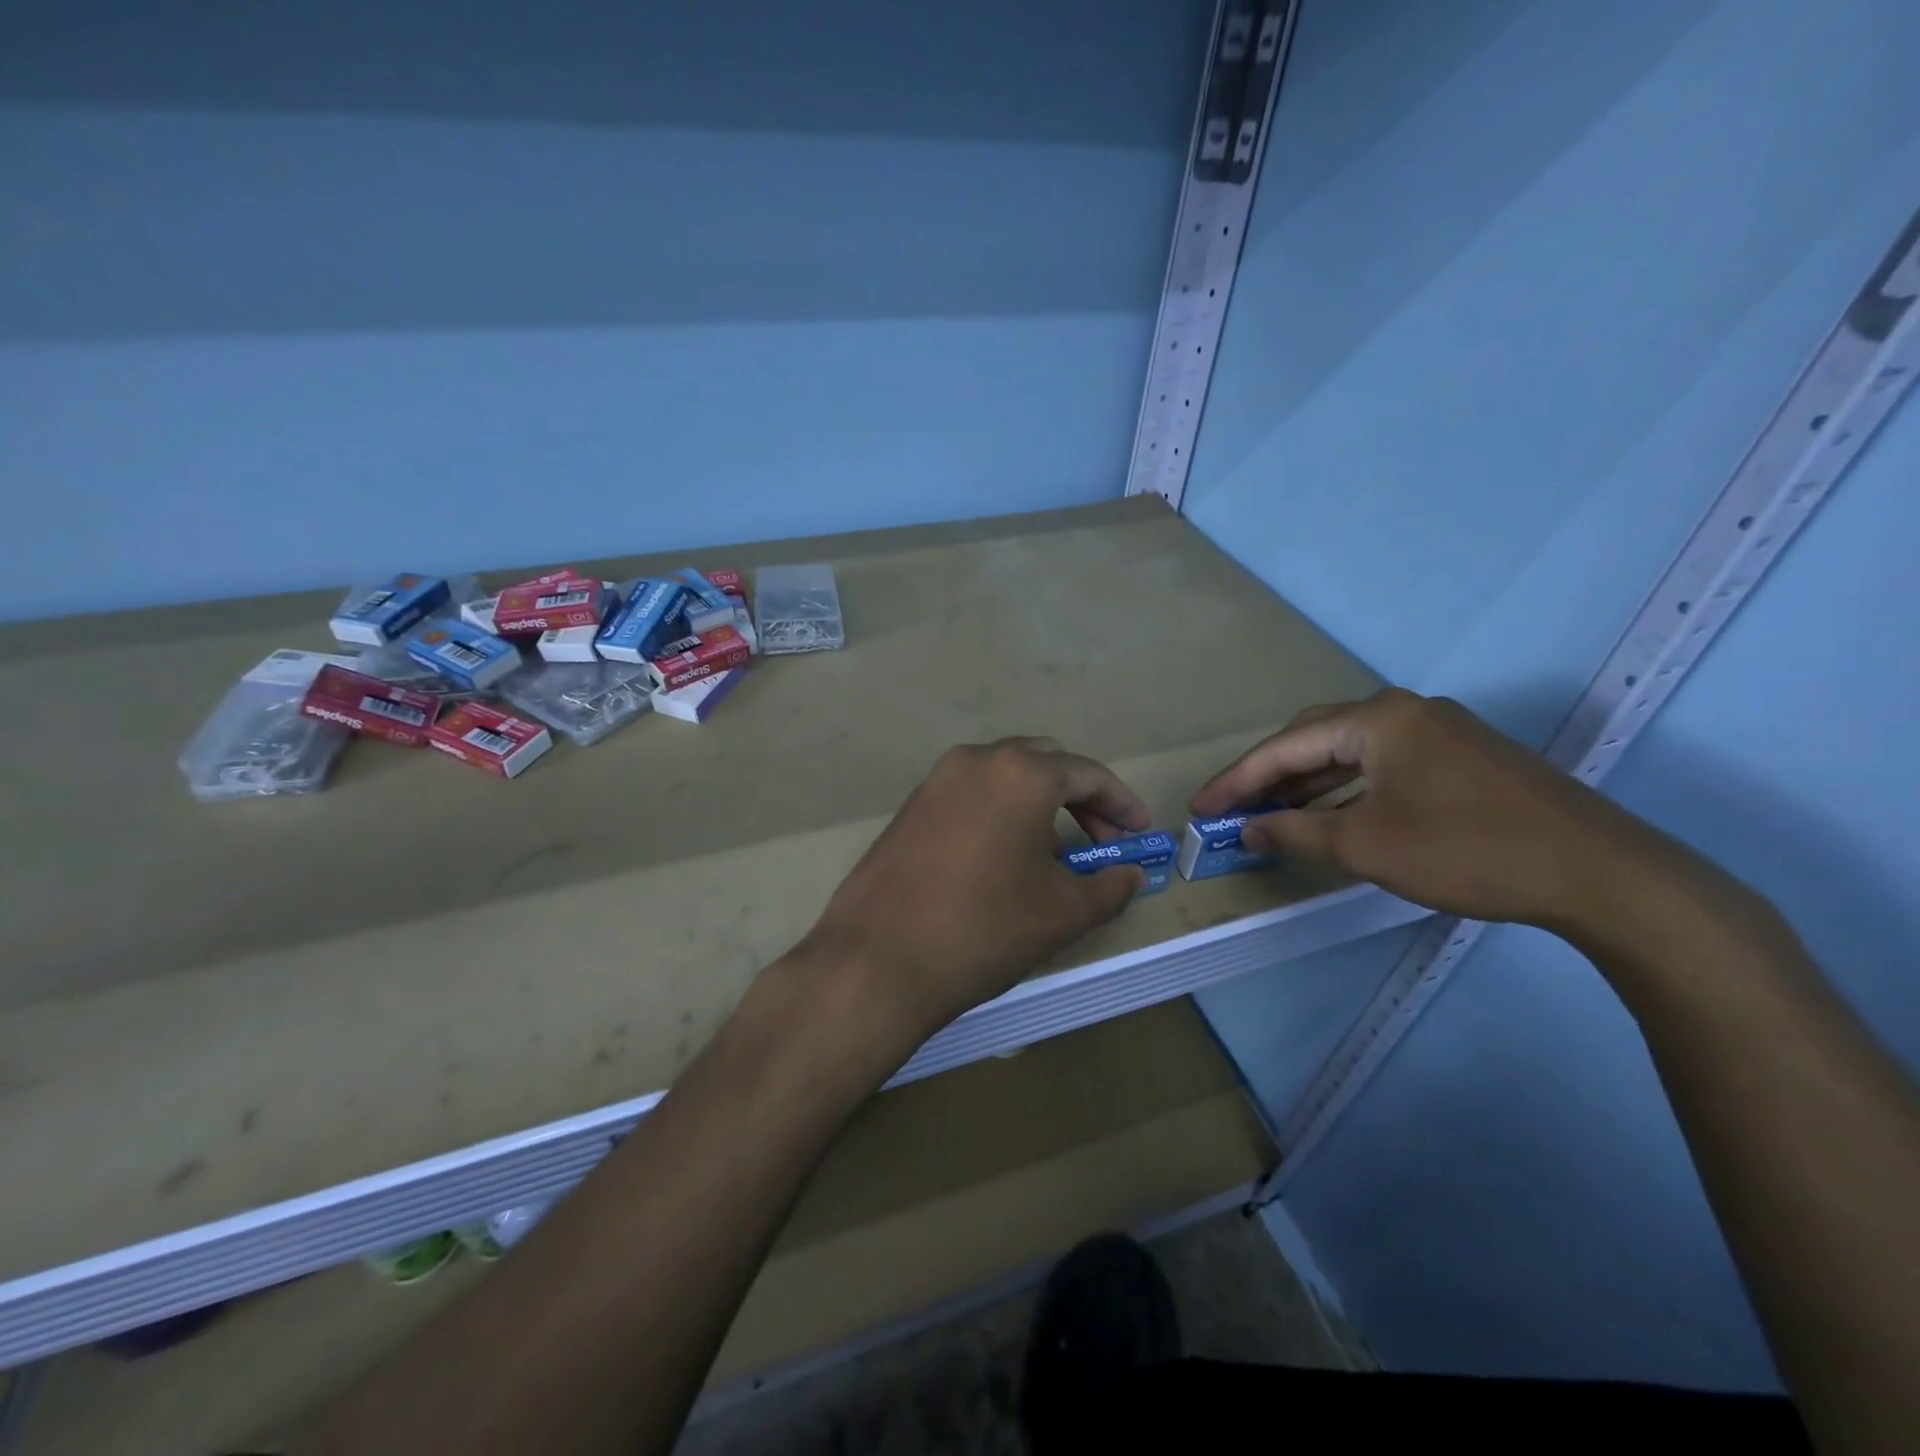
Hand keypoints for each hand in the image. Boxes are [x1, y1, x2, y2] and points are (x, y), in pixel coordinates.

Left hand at [797, 738, 1149, 1043]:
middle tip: (1101, 842)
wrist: (878, 959)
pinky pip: (971, 795)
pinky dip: (1000, 812)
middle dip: (1080, 798)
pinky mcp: (911, 805)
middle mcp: (977, 760)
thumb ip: (1109, 886)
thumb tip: (1130, 874)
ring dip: (1039, 804)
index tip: (1141, 833)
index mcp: (1021, 773)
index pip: (1088, 775)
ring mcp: (936, 780)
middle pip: (1045, 764)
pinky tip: (1004, 858)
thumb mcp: (1063, 912)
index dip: (1122, 803)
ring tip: (1054, 856)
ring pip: (1004, 777)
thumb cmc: (985, 929)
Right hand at [1190, 688, 1660, 931]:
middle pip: (1314, 739)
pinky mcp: (1463, 759)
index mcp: (1377, 719)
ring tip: (1272, 815)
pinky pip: (1383, 765)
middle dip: (1269, 776)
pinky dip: (1347, 790)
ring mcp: (1440, 732)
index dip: (1236, 781)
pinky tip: (1333, 816)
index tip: (1200, 808)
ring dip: (1308, 784)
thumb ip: (1294, 833)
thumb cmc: (1466, 850)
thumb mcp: (1365, 846)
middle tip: (1233, 810)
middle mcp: (1405, 712)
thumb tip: (1247, 829)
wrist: (1600, 873)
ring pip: (1350, 753)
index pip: (1285, 746)